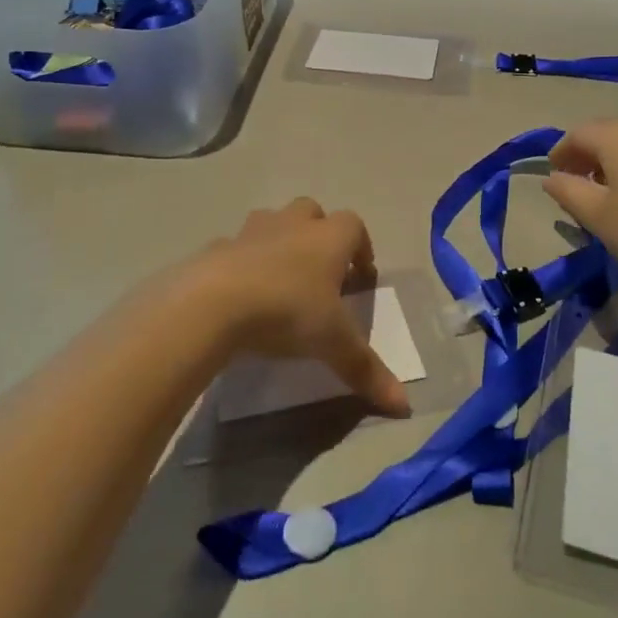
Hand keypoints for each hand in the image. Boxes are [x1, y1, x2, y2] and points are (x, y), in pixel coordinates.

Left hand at [178, 198, 411, 416]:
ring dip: (279, 242)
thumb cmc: (287, 312)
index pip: (354, 226)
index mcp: (327, 239)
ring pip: (271, 222)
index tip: (361, 277)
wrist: (212, 304)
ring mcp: (250, 232)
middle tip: (321, 272)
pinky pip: (235, 249)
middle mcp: (291, 225)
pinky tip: (240, 295)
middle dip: (319, 234)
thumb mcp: (333, 344)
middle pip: (311, 212)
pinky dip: (242, 264)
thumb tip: (405, 405)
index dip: (361, 248)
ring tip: (280, 280)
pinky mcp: (216, 249)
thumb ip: (367, 370)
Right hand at [544, 119, 617, 284]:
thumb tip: (552, 178)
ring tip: (610, 196)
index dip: (560, 152)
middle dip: (588, 157)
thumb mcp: (598, 217)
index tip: (554, 175)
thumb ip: (568, 192)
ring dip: (615, 163)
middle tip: (578, 187)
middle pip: (608, 134)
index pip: (578, 133)